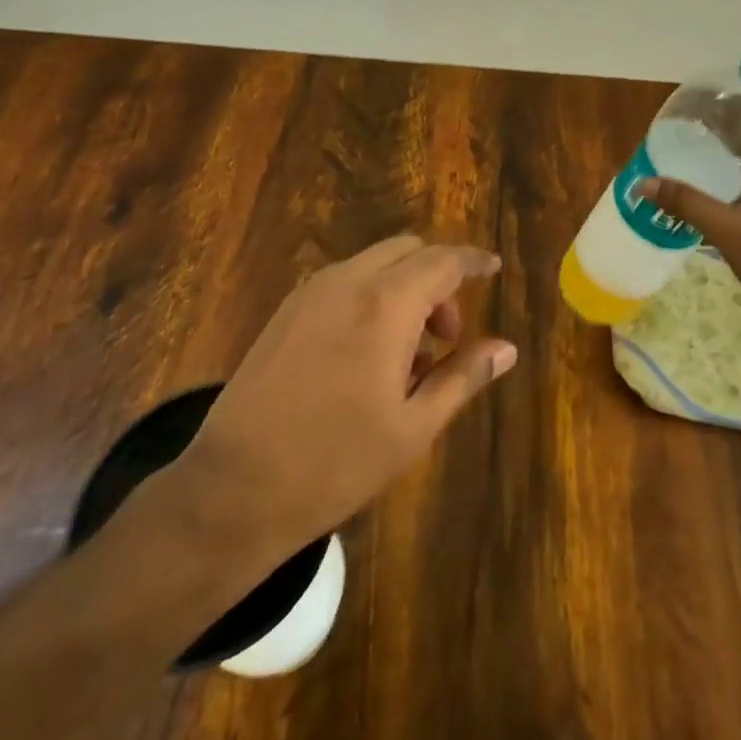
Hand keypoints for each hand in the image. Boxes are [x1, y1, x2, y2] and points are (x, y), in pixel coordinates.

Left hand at [183, 237, 517, 545]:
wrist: (234, 488)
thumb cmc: (336, 462)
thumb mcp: (413, 426)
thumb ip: (463, 377)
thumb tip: (506, 349)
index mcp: (386, 304)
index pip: (443, 261)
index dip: (473, 261)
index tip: (493, 267)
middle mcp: (348, 282)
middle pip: (407, 251)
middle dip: (437, 277)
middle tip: (447, 334)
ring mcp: (311, 293)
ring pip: (373, 263)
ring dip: (403, 287)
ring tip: (409, 354)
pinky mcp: (286, 311)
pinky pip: (343, 282)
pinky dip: (371, 295)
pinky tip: (368, 354)